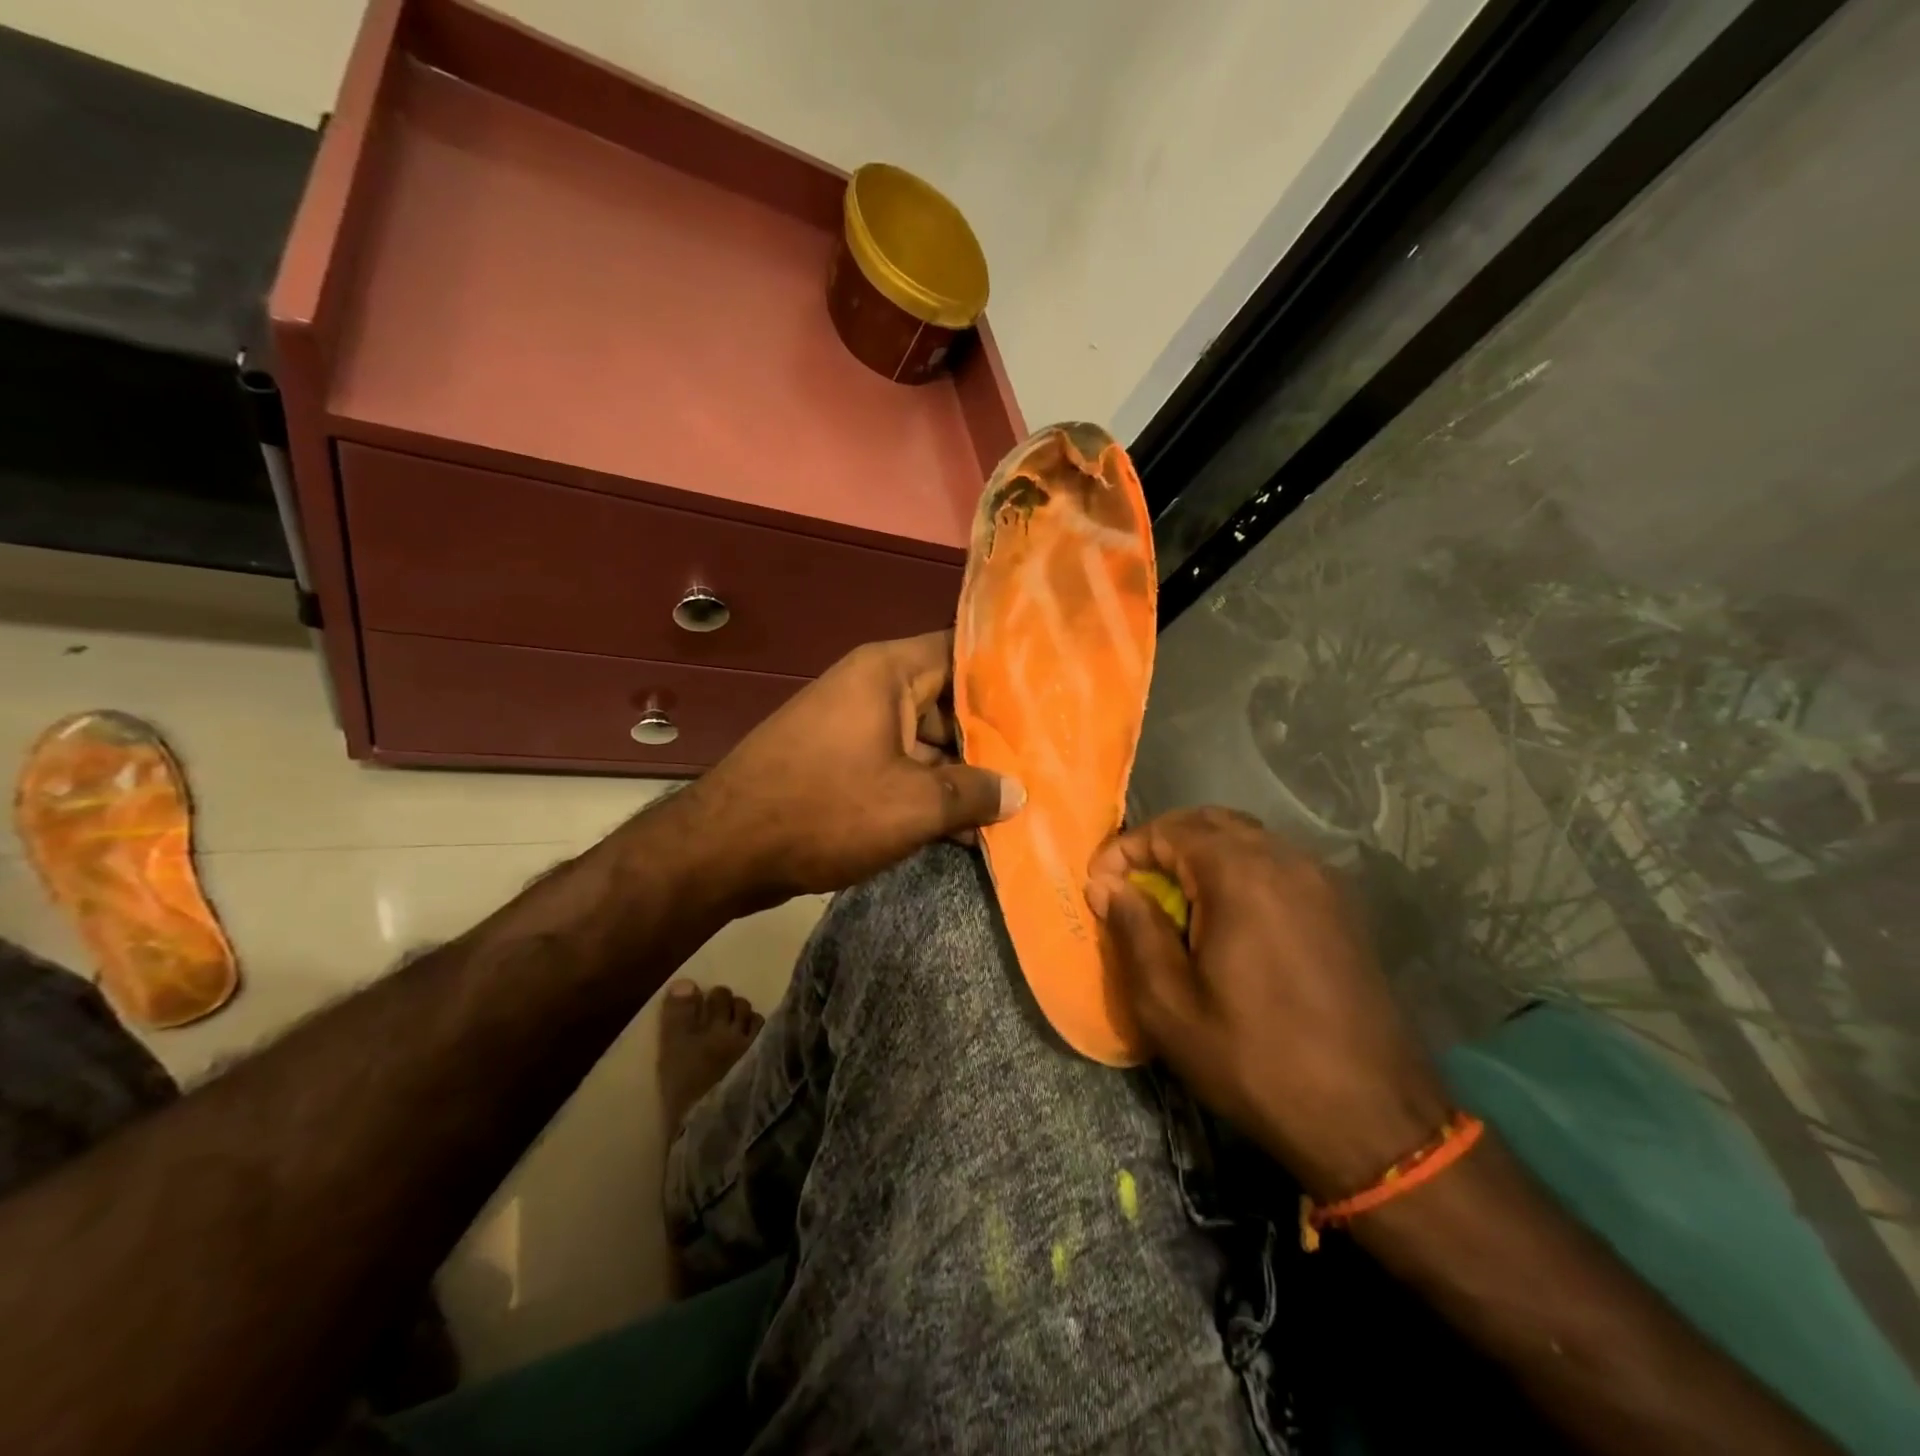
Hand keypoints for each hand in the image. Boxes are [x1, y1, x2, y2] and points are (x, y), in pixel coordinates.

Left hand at [678, 632, 1024, 909]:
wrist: (725, 849)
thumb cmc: (825, 808)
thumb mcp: (913, 804)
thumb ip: (974, 793)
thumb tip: (1017, 792)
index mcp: (889, 672)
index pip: (963, 650)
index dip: (1008, 672)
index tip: (1052, 695)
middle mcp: (873, 689)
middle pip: (949, 701)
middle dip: (993, 737)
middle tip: (1046, 762)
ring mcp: (856, 728)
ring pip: (928, 742)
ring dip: (963, 775)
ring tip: (1017, 804)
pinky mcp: (844, 764)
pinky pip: (900, 768)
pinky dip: (929, 793)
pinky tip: (967, 831)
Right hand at [1086, 808, 1449, 1198]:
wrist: (1371, 1121)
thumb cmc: (1255, 1061)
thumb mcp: (1169, 1005)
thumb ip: (1133, 930)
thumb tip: (1107, 884)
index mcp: (1241, 875)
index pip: (1169, 830)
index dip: (1125, 850)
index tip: (1098, 885)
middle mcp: (1286, 860)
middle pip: (1210, 823)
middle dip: (1162, 843)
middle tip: (1132, 883)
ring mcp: (1322, 882)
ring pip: (1248, 840)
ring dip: (1201, 855)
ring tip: (1173, 901)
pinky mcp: (1342, 908)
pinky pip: (1278, 865)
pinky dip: (1239, 872)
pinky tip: (1226, 919)